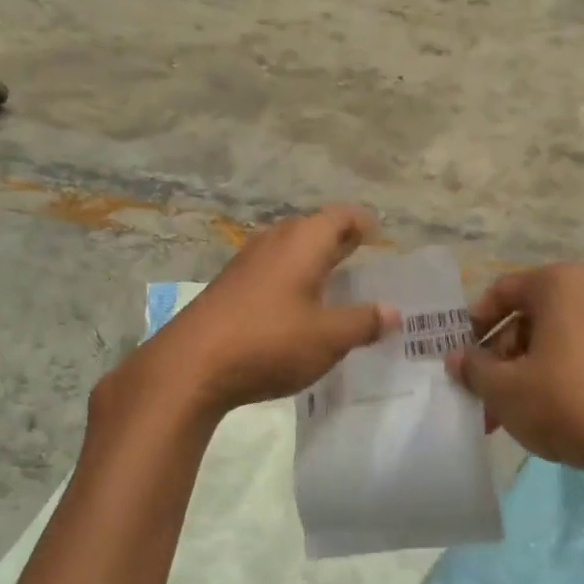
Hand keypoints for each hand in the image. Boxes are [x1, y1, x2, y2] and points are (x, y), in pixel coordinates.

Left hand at [110, 206, 399, 423]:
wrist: (190, 366)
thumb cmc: (269, 342)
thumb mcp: (328, 338)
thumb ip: (363, 322)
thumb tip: (393, 312)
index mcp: (302, 243)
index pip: (340, 216)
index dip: (362, 222)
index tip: (378, 236)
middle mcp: (272, 243)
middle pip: (311, 229)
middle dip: (337, 241)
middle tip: (360, 258)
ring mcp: (244, 264)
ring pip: (286, 250)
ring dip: (310, 261)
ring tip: (332, 284)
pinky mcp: (226, 289)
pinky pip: (268, 272)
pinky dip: (289, 281)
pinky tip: (293, 310)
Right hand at [447, 264, 583, 478]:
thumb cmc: (567, 401)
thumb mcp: (504, 389)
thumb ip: (473, 369)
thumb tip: (456, 359)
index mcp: (560, 283)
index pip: (502, 291)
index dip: (474, 325)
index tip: (462, 359)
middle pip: (531, 318)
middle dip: (501, 358)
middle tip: (485, 397)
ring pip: (558, 340)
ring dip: (527, 372)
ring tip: (511, 415)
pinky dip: (561, 376)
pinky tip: (549, 414)